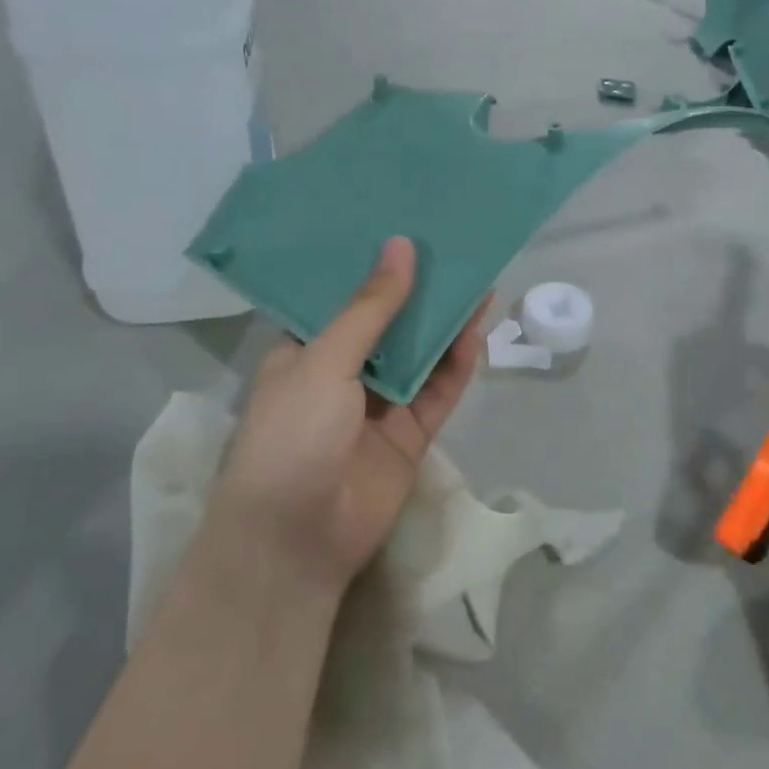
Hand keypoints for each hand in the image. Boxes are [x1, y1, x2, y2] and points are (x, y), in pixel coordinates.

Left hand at [206, 237, 485, 591]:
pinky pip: (438, 391)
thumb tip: (401, 246)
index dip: (372, 267)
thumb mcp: (325, 361)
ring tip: (475, 276)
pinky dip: (456, 364)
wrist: (297, 539)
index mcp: (306, 351)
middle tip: (450, 247)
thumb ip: (370, 308)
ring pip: (419, 355)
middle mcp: (343, 373)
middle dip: (417, 290)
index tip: (403, 229)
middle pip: (388, 324)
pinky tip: (476, 329)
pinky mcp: (410, 435)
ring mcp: (379, 406)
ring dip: (443, 322)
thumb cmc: (292, 436)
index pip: (342, 298)